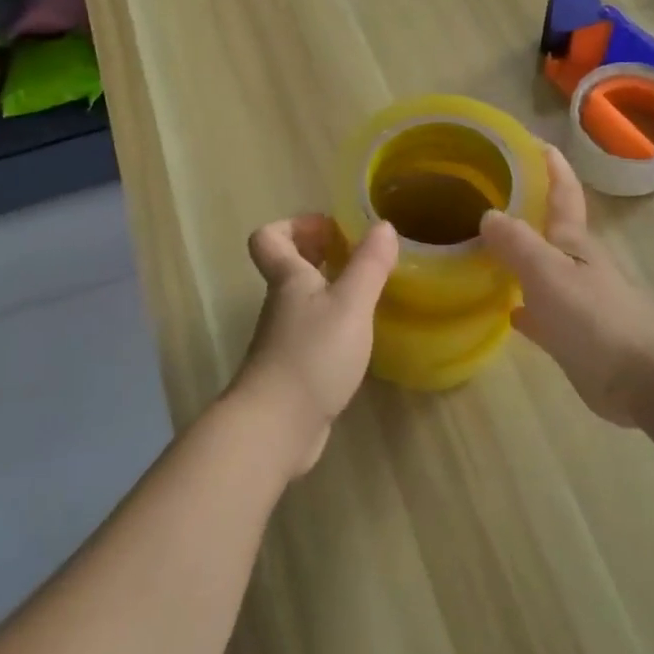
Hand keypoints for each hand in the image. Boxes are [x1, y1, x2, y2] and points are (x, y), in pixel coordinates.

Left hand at [233, 214, 397, 474]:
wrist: (275, 427)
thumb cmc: (312, 355)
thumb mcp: (350, 305)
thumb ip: (368, 265)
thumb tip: (383, 226)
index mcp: (288, 279)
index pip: (269, 238)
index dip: (296, 225)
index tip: (332, 229)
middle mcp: (281, 304)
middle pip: (288, 266)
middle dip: (319, 253)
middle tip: (357, 255)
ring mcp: (284, 339)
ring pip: (302, 300)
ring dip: (330, 288)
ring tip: (368, 291)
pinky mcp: (293, 370)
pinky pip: (312, 332)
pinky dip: (333, 324)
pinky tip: (360, 337)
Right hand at [479, 146, 653, 425]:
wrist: (642, 381)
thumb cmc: (595, 320)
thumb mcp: (548, 274)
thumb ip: (517, 243)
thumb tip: (488, 214)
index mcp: (574, 243)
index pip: (563, 193)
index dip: (551, 165)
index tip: (533, 140)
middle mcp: (577, 265)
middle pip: (550, 229)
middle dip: (527, 208)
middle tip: (490, 194)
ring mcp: (578, 300)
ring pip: (542, 269)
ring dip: (520, 256)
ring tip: (485, 246)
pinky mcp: (575, 335)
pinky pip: (542, 311)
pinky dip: (524, 305)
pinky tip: (506, 309)